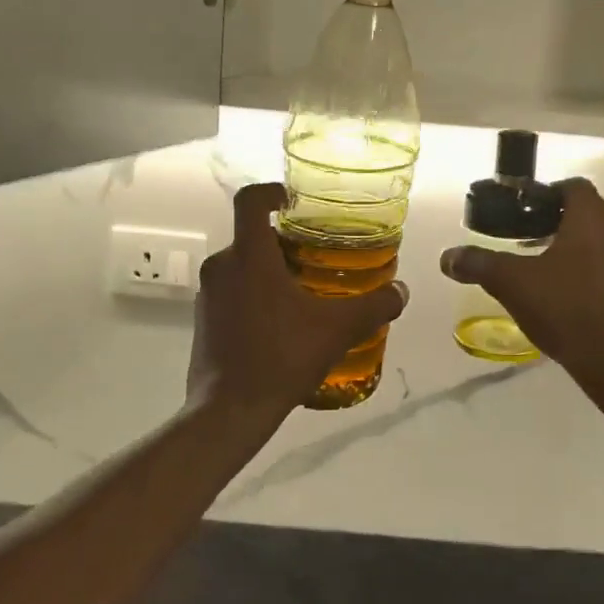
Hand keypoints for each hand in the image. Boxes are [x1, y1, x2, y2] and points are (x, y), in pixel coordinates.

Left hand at [190, 183, 409, 419]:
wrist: (229, 411)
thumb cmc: (281, 358)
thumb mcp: (337, 330)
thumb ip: (374, 306)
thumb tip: (401, 292)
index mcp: (249, 256)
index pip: (250, 201)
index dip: (271, 191)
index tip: (293, 201)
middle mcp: (221, 267)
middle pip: (251, 237)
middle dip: (283, 243)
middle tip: (316, 259)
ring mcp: (207, 295)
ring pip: (241, 267)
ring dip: (269, 272)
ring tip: (303, 295)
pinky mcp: (202, 320)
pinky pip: (231, 294)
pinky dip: (254, 296)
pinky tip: (280, 325)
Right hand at [439, 180, 603, 396]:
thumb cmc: (566, 310)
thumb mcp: (513, 285)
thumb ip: (479, 264)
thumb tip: (447, 257)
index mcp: (593, 219)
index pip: (573, 187)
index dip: (547, 194)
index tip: (524, 213)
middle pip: (590, 216)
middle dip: (560, 226)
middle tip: (530, 246)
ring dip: (581, 251)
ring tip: (552, 275)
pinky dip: (599, 275)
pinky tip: (578, 301)